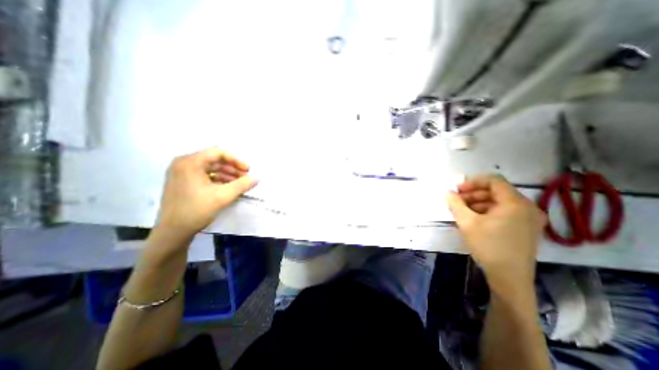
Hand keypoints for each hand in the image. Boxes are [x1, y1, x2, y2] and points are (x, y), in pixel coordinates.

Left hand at [155, 148, 257, 239]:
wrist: (172, 232)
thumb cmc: (196, 210)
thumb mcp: (223, 196)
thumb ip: (242, 185)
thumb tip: (257, 178)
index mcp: (190, 162)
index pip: (218, 152)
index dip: (236, 160)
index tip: (248, 170)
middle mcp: (183, 163)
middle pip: (214, 159)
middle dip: (233, 168)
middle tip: (245, 177)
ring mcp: (181, 172)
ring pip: (210, 167)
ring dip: (227, 174)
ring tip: (239, 183)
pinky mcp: (182, 181)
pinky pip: (204, 174)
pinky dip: (218, 179)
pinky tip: (228, 187)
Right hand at [448, 175, 545, 289]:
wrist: (509, 278)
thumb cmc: (488, 246)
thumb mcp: (467, 223)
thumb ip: (456, 204)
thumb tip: (447, 192)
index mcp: (515, 203)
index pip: (494, 180)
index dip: (473, 182)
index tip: (457, 190)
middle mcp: (527, 207)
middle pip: (497, 191)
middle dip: (474, 193)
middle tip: (457, 200)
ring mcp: (529, 218)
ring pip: (500, 201)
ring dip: (479, 202)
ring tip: (463, 210)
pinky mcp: (526, 228)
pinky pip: (505, 211)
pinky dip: (489, 211)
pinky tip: (475, 218)